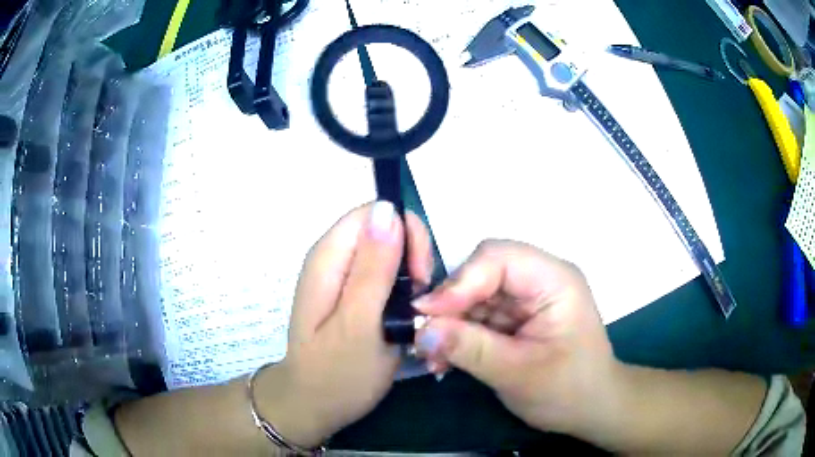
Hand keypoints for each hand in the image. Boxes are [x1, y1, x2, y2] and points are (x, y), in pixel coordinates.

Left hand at [254, 201, 432, 448]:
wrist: (313, 405)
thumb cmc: (336, 373)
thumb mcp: (359, 324)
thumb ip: (373, 268)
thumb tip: (388, 210)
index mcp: (329, 257)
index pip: (375, 213)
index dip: (407, 234)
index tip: (422, 276)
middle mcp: (333, 258)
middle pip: (384, 229)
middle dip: (413, 256)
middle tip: (421, 300)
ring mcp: (341, 276)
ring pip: (389, 252)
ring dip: (411, 275)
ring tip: (415, 313)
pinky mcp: (351, 294)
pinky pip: (385, 274)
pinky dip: (403, 289)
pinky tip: (406, 316)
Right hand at [413, 240, 622, 438]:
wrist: (589, 409)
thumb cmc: (568, 391)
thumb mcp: (519, 374)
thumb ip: (471, 349)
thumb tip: (421, 331)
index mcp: (553, 280)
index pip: (498, 257)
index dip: (459, 282)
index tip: (427, 314)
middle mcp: (539, 280)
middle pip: (481, 273)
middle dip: (450, 306)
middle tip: (424, 338)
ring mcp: (525, 299)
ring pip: (473, 296)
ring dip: (449, 325)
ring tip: (432, 357)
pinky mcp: (514, 318)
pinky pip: (477, 316)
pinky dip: (457, 336)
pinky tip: (444, 360)